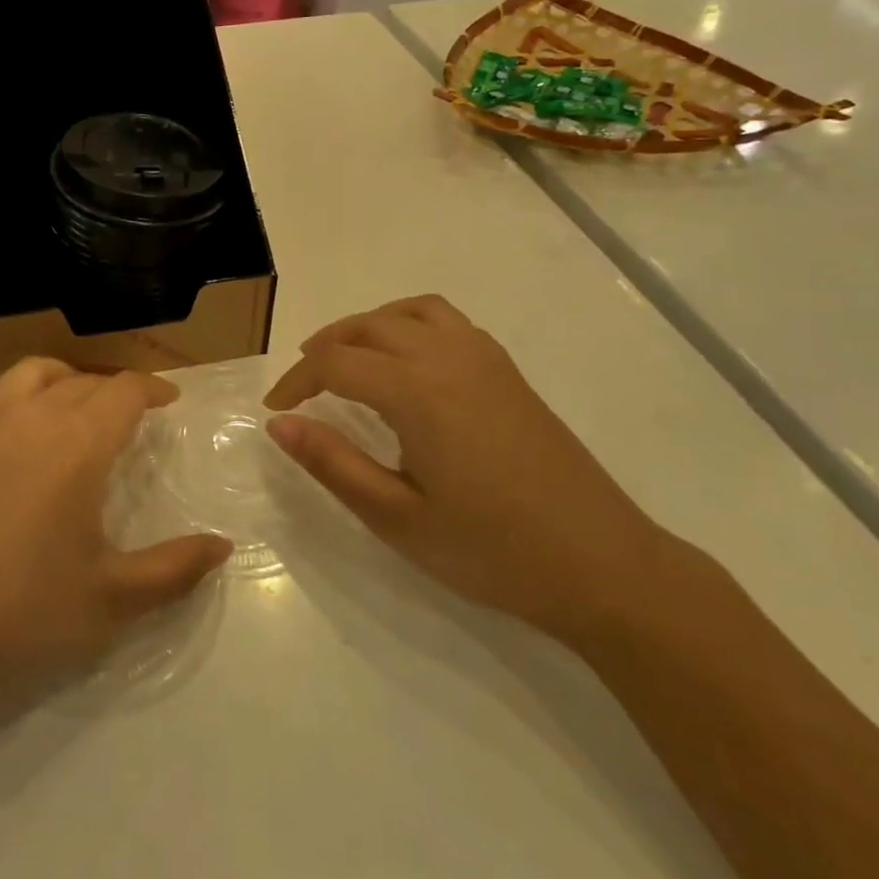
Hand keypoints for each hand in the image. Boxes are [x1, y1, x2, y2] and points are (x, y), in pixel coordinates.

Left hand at [0, 358, 231, 698]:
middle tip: (124, 416)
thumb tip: (224, 547)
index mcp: (80, 443)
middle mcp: (33, 414)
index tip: (168, 399)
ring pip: (31, 371)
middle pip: (83, 381)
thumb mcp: (110, 599)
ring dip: (60, 378)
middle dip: (112, 391)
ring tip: (69, 399)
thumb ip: (174, 570)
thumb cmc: (19, 609)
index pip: (126, 391)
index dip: (152, 388)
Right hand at [264, 295, 670, 640]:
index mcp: (416, 391)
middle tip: (301, 384)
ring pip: (408, 312)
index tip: (276, 409)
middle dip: (325, 347)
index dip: (296, 381)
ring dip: (367, 326)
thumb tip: (280, 424)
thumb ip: (333, 464)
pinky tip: (407, 362)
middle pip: (368, 327)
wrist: (603, 565)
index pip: (335, 363)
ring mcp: (484, 359)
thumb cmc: (491, 549)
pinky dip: (409, 323)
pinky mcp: (508, 372)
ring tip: (347, 357)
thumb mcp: (397, 517)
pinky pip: (446, 320)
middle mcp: (447, 358)